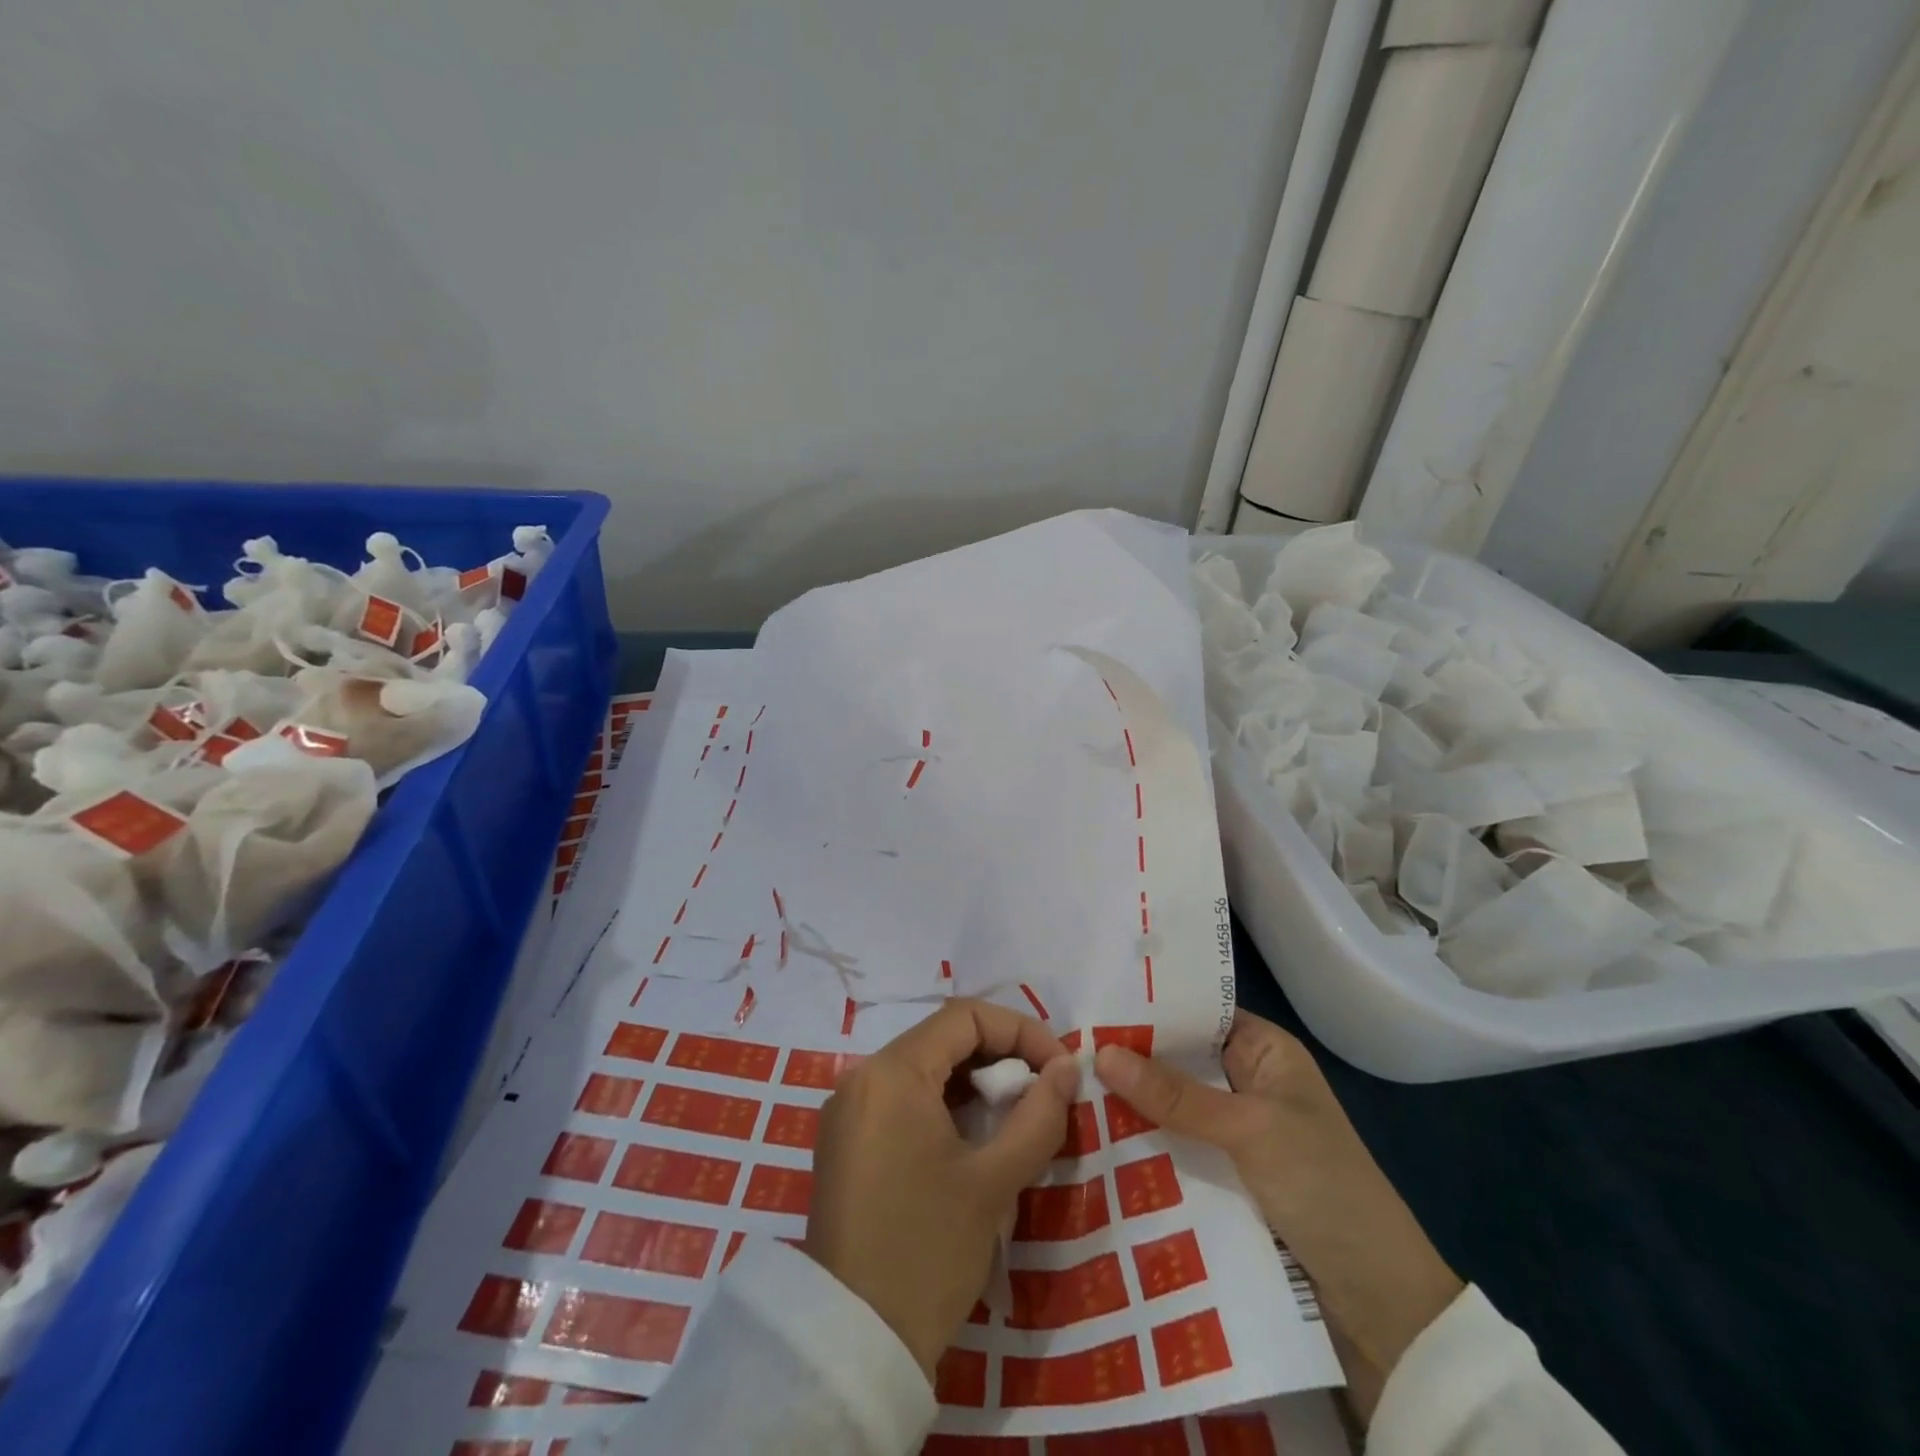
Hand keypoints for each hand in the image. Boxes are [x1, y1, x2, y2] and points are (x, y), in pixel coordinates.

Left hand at [804, 999, 1080, 1381]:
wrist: (853, 1345)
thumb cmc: (926, 1252)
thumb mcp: (994, 1182)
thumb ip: (1038, 1115)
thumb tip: (1068, 1068)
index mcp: (892, 1071)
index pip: (964, 1016)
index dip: (1020, 1030)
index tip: (1059, 1067)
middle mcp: (863, 1076)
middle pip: (943, 1039)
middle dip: (1001, 1056)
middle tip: (1043, 1094)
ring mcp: (849, 1110)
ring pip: (925, 1069)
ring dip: (975, 1083)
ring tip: (1016, 1118)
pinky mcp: (846, 1143)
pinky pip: (903, 1099)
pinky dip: (945, 1106)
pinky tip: (974, 1141)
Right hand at [1095, 1010, 1462, 1422]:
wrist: (1383, 1307)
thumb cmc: (1326, 1188)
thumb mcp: (1251, 1130)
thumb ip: (1176, 1095)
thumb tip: (1100, 1052)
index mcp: (1265, 1051)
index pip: (1196, 1014)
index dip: (1147, 1009)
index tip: (1089, 1003)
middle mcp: (1247, 1082)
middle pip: (1179, 1061)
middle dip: (1130, 1059)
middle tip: (1063, 1049)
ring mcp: (1235, 1132)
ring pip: (1172, 1107)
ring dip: (1132, 1106)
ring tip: (1065, 1090)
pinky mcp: (1225, 1178)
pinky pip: (1176, 1148)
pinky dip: (1145, 1145)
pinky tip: (1096, 1139)